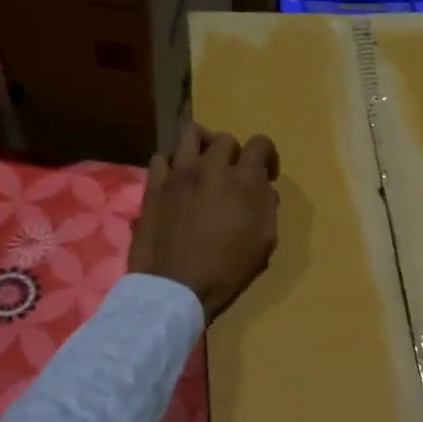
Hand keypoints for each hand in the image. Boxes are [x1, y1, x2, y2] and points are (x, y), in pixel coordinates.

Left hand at [128, 123, 279, 321]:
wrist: (177, 287)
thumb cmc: (228, 270)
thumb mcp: (265, 243)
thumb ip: (268, 208)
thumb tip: (264, 189)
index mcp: (243, 181)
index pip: (260, 144)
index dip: (268, 156)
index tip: (267, 175)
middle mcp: (210, 168)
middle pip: (225, 139)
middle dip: (236, 154)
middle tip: (235, 176)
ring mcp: (178, 174)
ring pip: (190, 134)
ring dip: (203, 145)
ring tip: (204, 165)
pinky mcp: (154, 186)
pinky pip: (162, 157)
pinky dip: (173, 162)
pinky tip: (178, 179)